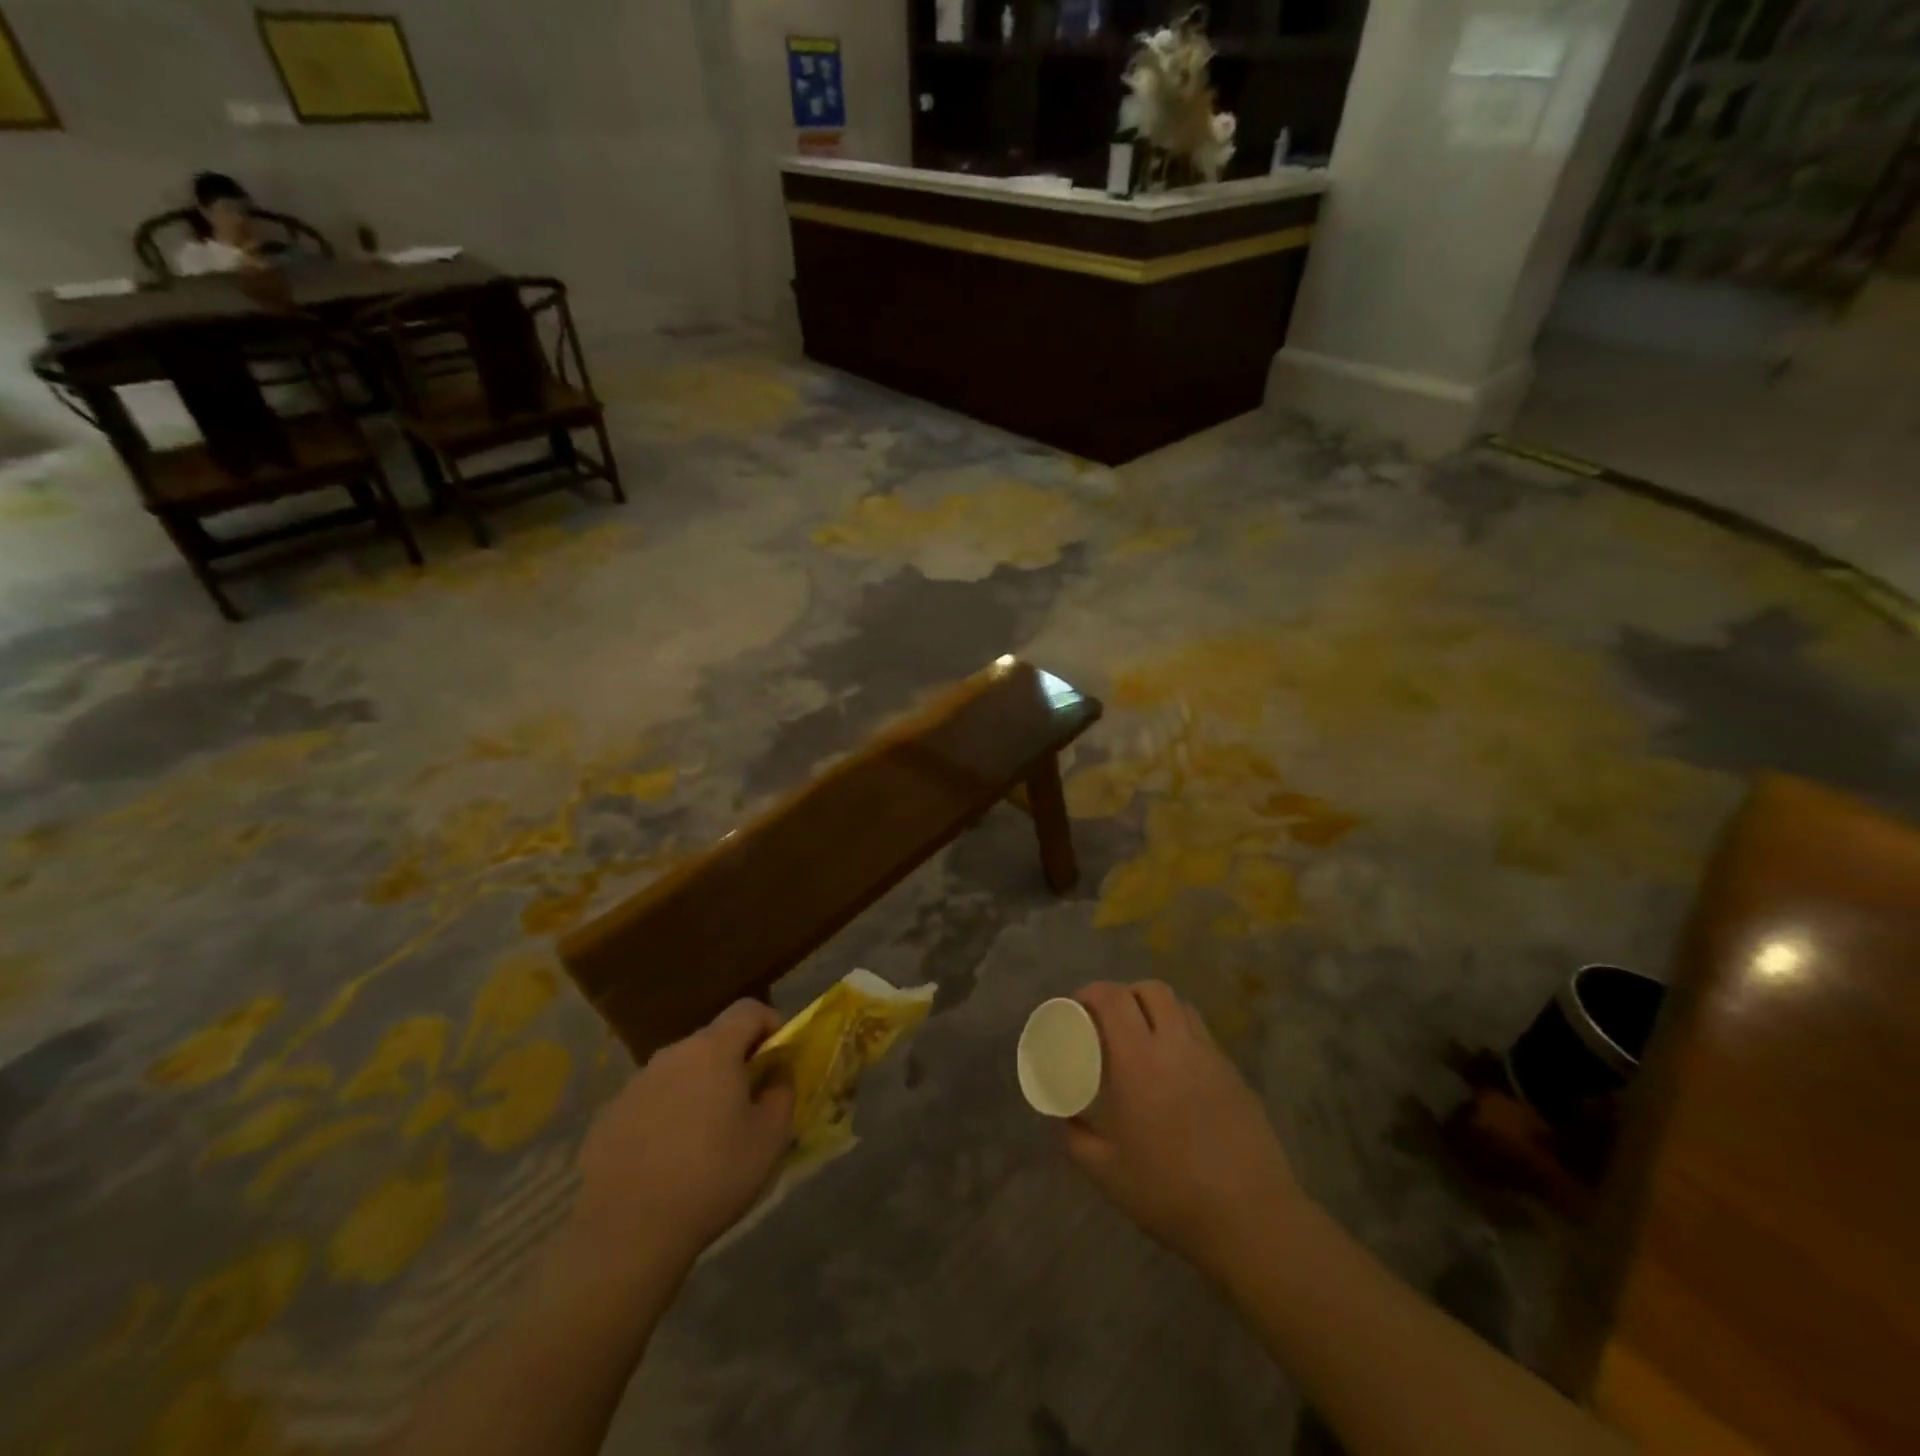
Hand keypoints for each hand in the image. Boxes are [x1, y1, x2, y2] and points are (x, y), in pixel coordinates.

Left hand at [572, 1001, 794, 1275]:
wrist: (628, 1234)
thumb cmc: (713, 1177)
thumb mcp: (771, 1138)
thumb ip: (783, 1091)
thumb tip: (778, 1072)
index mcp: (712, 1050)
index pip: (748, 1009)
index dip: (770, 1024)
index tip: (778, 1058)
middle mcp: (671, 1055)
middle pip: (712, 1040)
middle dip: (734, 1061)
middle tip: (747, 1103)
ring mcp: (634, 1085)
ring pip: (679, 1071)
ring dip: (699, 1088)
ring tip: (706, 1136)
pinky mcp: (608, 1118)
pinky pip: (650, 1102)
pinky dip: (666, 1116)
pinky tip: (668, 1159)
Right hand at [1064, 981, 1303, 1275]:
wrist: (1250, 1219)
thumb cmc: (1169, 1193)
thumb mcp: (1106, 1172)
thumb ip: (1075, 1137)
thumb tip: (1063, 1116)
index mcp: (1138, 1061)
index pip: (1113, 998)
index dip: (1091, 993)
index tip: (1077, 1008)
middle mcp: (1175, 1046)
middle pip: (1150, 990)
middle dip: (1124, 995)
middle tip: (1109, 1021)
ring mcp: (1211, 1057)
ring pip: (1181, 1007)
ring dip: (1155, 1010)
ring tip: (1142, 1039)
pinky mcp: (1235, 1075)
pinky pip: (1202, 1036)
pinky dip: (1181, 1036)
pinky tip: (1175, 1072)